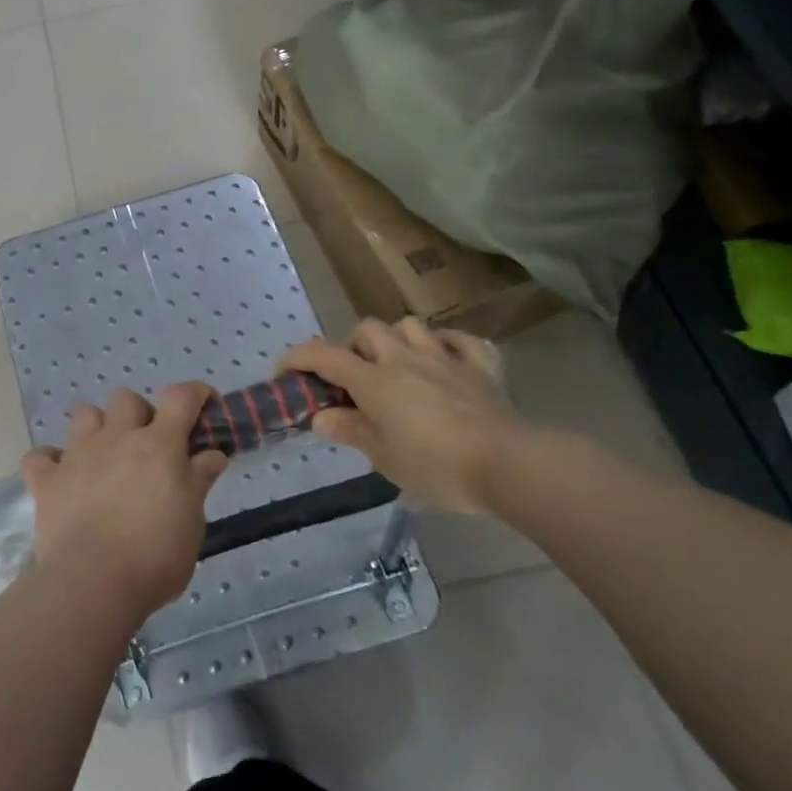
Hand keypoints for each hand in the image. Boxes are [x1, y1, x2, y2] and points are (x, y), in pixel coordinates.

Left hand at [21, 384, 229, 619]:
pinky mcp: (47, 480)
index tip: (205, 403)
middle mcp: (117, 438)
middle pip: (127, 398)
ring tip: (105, 454)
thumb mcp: (193, 520)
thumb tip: (212, 453)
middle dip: (140, 413)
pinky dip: (51, 461)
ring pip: (84, 414)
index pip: (180, 398)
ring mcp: (77, 455)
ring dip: (97, 426)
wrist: (93, 583)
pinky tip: (61, 477)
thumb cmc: (155, 555)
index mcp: (158, 445)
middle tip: (149, 444)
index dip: (196, 393)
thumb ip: (199, 479)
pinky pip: (41, 456)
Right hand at [279, 318, 524, 512]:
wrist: (507, 464)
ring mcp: (444, 358)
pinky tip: (444, 359)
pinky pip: (461, 340)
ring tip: (396, 363)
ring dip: (396, 339)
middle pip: (367, 330)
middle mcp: (403, 359)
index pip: (324, 356)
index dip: (298, 358)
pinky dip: (447, 344)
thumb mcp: (382, 457)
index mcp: (374, 381)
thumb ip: (350, 431)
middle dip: (353, 346)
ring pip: (411, 326)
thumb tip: (321, 417)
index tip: (284, 370)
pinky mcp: (480, 366)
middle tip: (354, 376)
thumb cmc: (435, 465)